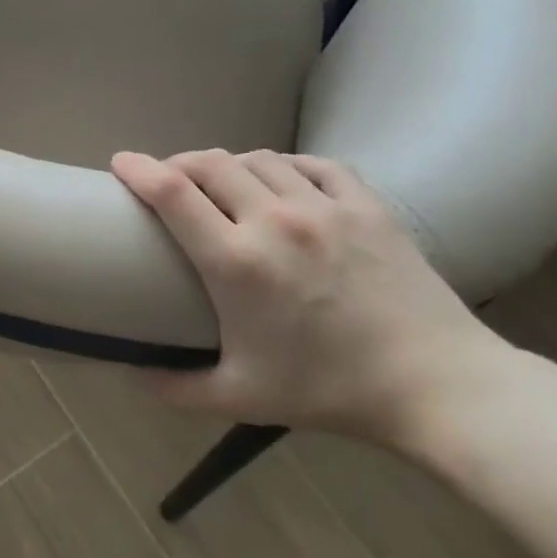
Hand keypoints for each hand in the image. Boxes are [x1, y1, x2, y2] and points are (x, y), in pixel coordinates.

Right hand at [111, 148, 507, 445]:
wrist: (436, 385)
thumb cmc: (329, 391)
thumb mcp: (240, 398)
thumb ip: (174, 387)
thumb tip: (127, 373)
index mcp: (236, 262)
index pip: (171, 193)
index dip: (137, 169)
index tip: (119, 162)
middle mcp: (274, 220)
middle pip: (209, 163)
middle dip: (177, 163)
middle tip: (168, 181)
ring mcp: (324, 207)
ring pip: (258, 158)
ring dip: (228, 164)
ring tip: (221, 183)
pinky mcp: (366, 205)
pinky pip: (312, 164)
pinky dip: (283, 165)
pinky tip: (279, 180)